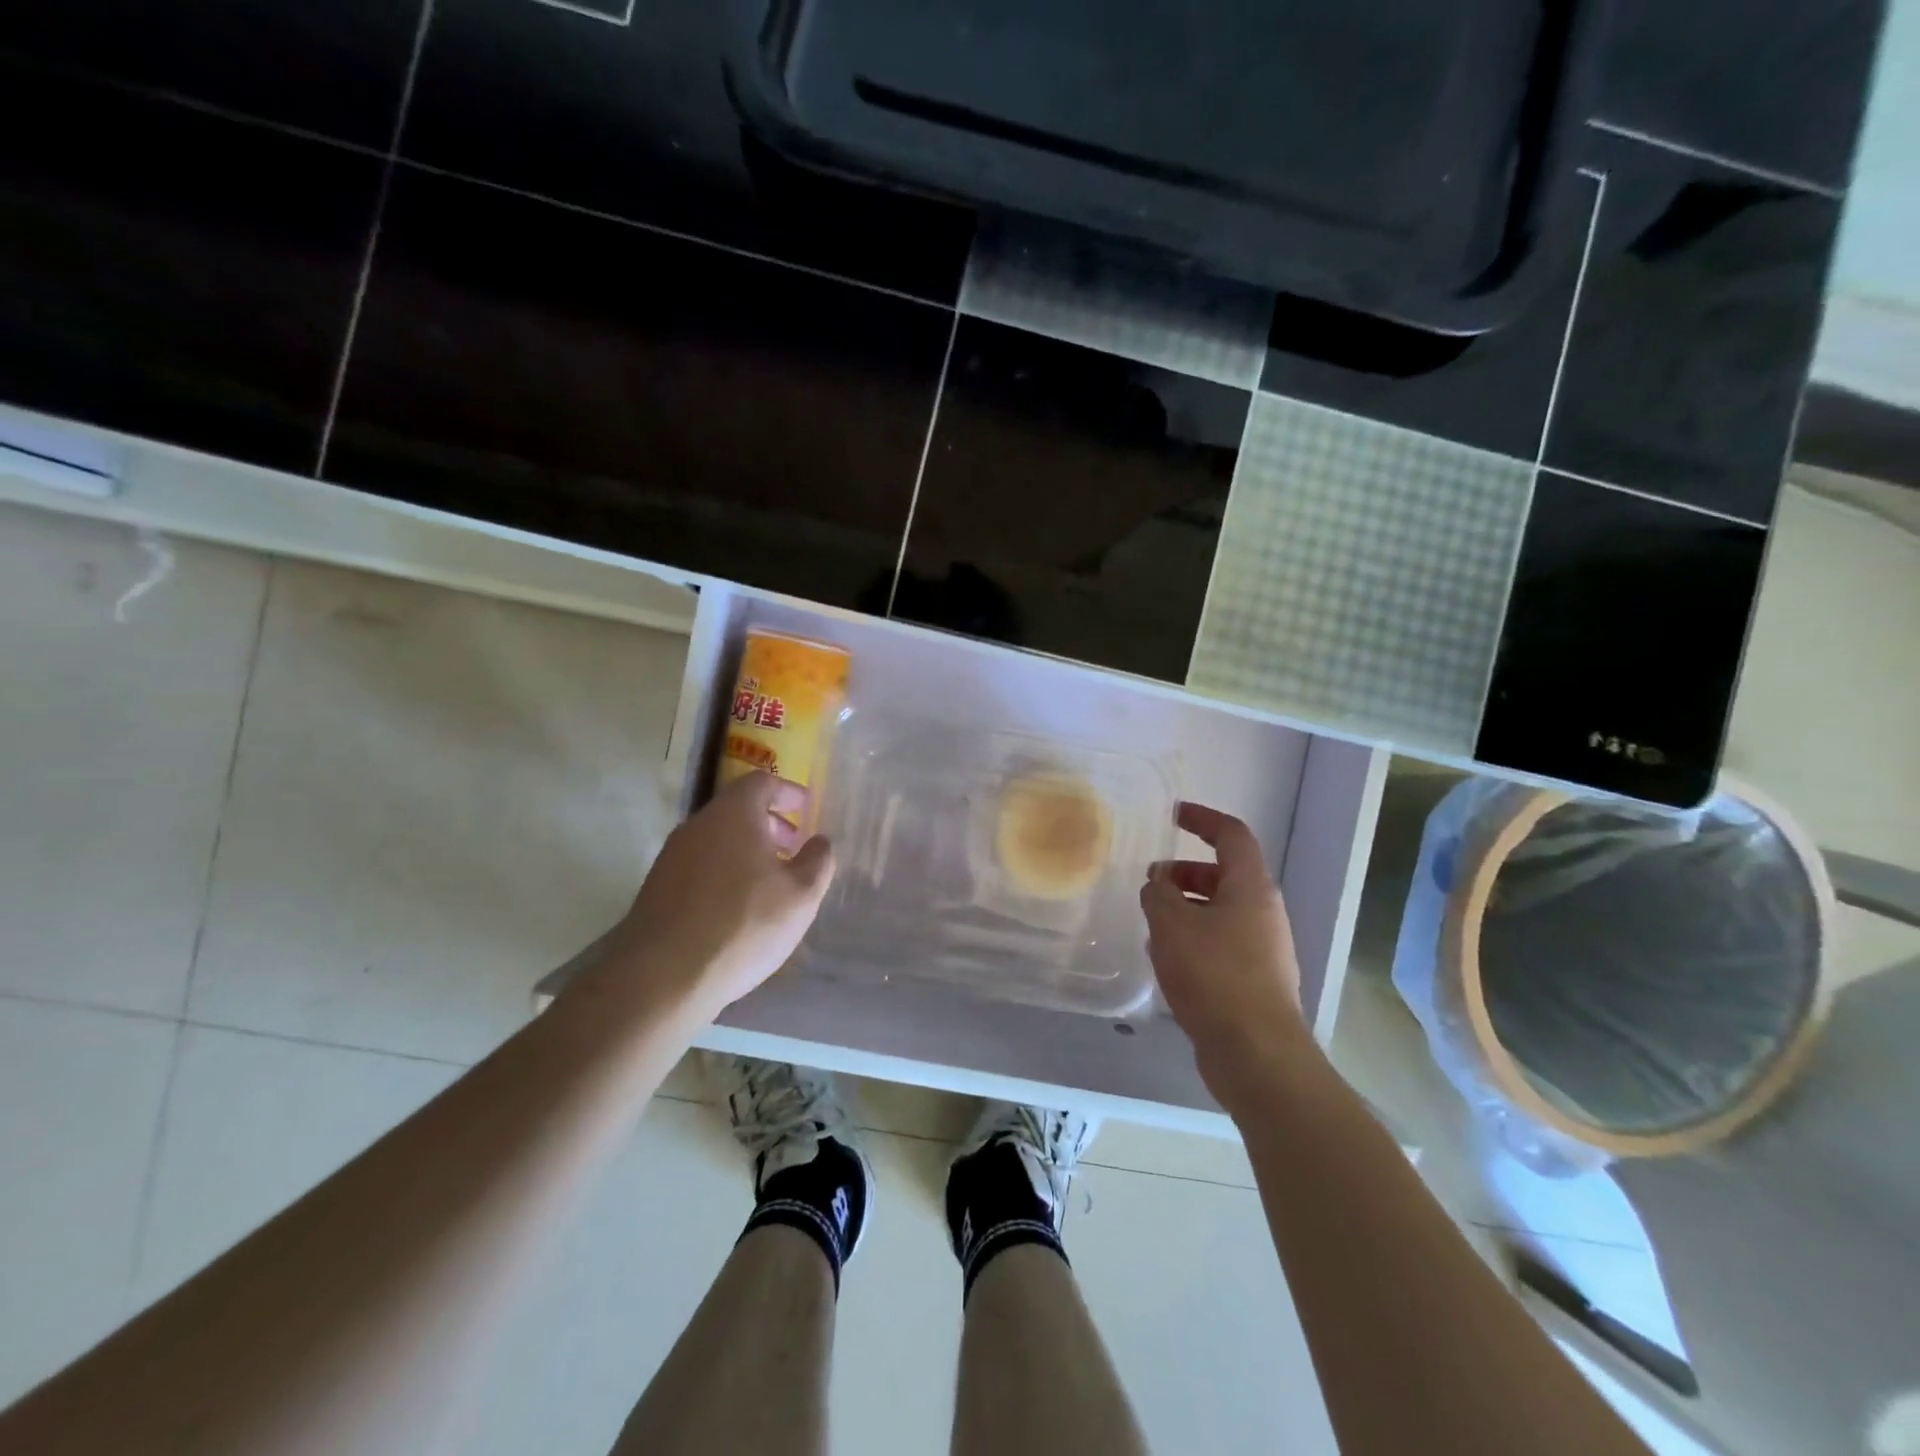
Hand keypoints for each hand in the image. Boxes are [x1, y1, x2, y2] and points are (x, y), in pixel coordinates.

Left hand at [602, 771, 835, 1020]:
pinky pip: (700, 866)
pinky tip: (738, 909)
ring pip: (717, 840)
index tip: (806, 807)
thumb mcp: (801, 895)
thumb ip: (818, 861)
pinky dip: (725, 872)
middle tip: (794, 848)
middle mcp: (697, 825)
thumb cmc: (743, 924)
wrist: (662, 977)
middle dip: (770, 824)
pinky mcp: (657, 889)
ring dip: (747, 851)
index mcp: (733, 814)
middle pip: (737, 810)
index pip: (761, 782)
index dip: (787, 791)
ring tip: (770, 883)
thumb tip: (820, 842)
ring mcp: (671, 857)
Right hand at [1141, 802, 1311, 1108]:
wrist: (1256, 1053)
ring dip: (1186, 908)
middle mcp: (1264, 912)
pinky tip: (1168, 960)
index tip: (1174, 814)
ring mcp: (1264, 948)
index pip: (1232, 835)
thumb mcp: (1172, 924)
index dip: (1203, 818)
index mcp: (1251, 888)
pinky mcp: (1256, 980)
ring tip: (1152, 924)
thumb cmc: (1214, 975)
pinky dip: (1194, 938)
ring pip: (1220, 911)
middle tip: (1152, 882)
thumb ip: (1158, 894)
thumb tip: (1157, 884)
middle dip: (1185, 872)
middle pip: (1225, 875)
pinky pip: (1221, 943)